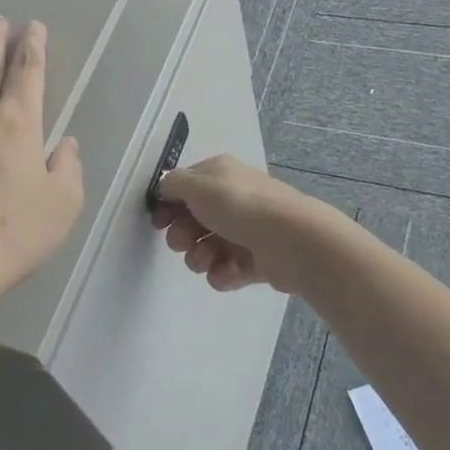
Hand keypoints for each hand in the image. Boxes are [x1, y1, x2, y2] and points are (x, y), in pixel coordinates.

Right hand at [152, 155, 327, 294]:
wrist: (291, 241)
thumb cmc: (240, 206)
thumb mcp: (197, 185)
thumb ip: (173, 184)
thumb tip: (165, 187)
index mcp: (220, 175)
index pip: (186, 188)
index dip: (168, 205)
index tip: (159, 222)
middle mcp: (233, 199)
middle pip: (193, 220)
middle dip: (182, 235)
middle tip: (183, 243)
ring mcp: (246, 231)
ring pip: (207, 248)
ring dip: (199, 257)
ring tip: (206, 261)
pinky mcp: (257, 261)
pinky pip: (227, 269)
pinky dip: (222, 273)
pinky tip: (227, 272)